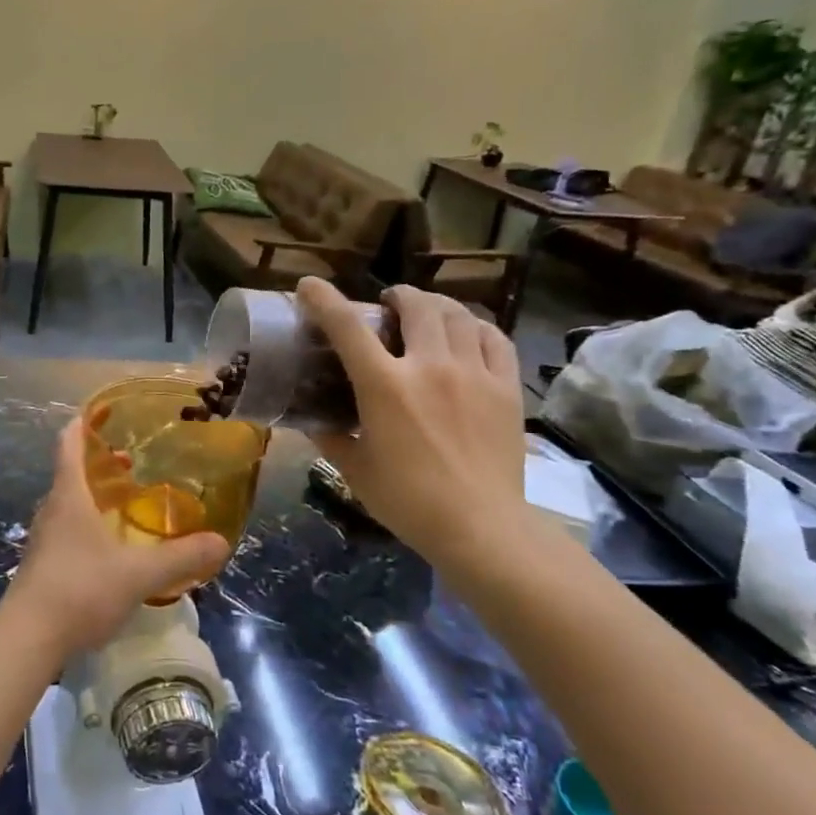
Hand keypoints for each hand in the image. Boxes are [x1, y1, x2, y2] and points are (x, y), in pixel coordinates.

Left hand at [0, 419, 230, 660]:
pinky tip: (111, 548)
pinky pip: (68, 531)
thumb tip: (221, 542)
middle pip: (71, 474)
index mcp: (69, 497)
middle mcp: (52, 510)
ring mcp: (44, 540)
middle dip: (99, 464)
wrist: (28, 638)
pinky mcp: (43, 566)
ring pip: (69, 505)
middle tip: (131, 462)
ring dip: (94, 497)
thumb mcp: (138, 574)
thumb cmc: (80, 590)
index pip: (68, 445)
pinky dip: (89, 525)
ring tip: (126, 503)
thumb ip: (181, 557)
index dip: (82, 425)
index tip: (100, 412)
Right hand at [296, 276, 528, 565]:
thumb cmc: (407, 501)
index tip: (309, 286)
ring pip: (457, 314)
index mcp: (384, 385)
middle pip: (415, 305)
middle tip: (386, 304)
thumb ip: (330, 436)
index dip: (323, 299)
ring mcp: (474, 373)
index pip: (346, 326)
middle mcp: (429, 366)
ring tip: (427, 313)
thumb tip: (310, 420)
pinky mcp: (506, 388)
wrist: (481, 527)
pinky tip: (467, 334)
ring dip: (435, 306)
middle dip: (396, 295)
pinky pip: (494, 338)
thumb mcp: (354, 468)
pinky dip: (475, 327)